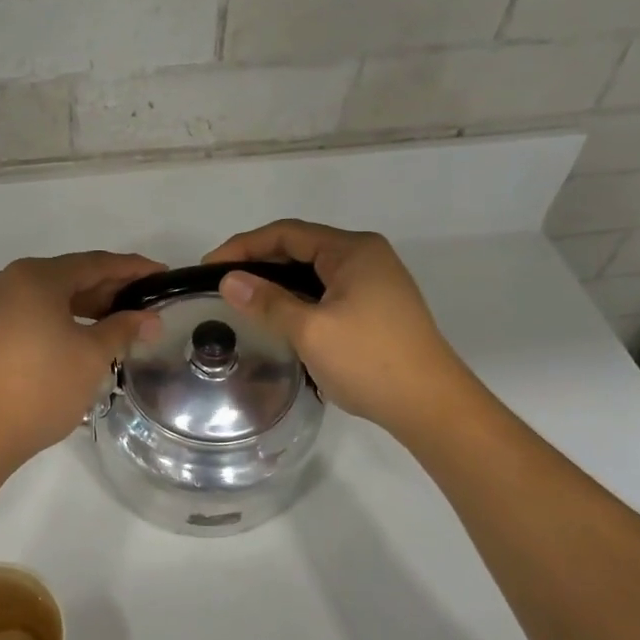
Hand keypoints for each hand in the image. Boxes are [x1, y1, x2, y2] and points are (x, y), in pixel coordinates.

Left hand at [0, 252, 163, 473]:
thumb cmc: (42, 388)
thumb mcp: (92, 356)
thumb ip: (124, 328)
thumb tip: (150, 318)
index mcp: (34, 276)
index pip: (95, 263)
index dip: (133, 268)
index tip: (163, 275)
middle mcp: (8, 279)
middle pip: (70, 276)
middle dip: (110, 289)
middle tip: (146, 302)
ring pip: (50, 295)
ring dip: (86, 305)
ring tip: (121, 320)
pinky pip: (32, 312)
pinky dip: (61, 318)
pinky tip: (84, 333)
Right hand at [204, 220, 464, 433]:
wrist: (430, 405)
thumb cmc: (369, 361)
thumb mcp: (310, 330)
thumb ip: (268, 301)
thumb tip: (228, 280)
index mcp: (353, 250)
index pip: (287, 234)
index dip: (243, 246)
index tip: (208, 267)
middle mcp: (366, 257)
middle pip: (301, 248)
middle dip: (259, 262)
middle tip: (222, 284)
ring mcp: (375, 283)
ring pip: (314, 272)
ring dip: (278, 282)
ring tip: (244, 300)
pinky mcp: (377, 307)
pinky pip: (327, 291)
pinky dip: (299, 298)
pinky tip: (280, 317)